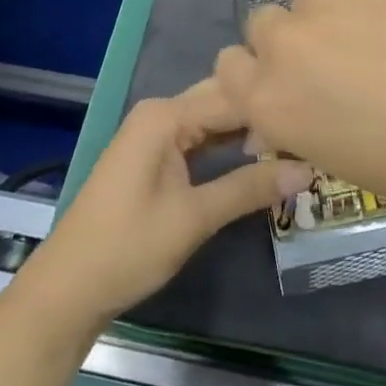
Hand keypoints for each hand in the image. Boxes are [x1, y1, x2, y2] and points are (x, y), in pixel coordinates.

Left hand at [16, 85, 313, 332]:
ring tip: (298, 141)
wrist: (68, 289)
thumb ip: (249, 188)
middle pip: (222, 101)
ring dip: (248, 132)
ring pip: (213, 121)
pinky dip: (228, 148)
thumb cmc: (127, 248)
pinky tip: (259, 157)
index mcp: (165, 115)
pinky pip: (200, 139)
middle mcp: (160, 113)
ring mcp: (155, 134)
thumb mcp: (194, 218)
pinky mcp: (155, 156)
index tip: (318, 121)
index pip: (232, 97)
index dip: (274, 108)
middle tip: (312, 130)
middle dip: (263, 114)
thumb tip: (308, 170)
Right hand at [215, 0, 385, 211]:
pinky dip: (370, 0)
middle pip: (261, 26)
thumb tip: (281, 115)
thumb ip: (299, 130)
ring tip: (384, 42)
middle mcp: (283, 43)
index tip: (281, 87)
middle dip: (285, 44)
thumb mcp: (342, 162)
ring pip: (310, 2)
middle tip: (330, 63)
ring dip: (330, 21)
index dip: (252, 77)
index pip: (227, 70)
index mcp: (270, 100)